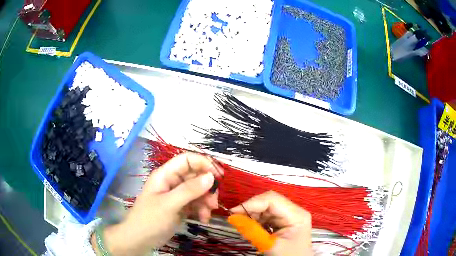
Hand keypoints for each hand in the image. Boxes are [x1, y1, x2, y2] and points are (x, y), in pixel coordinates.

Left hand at [92, 153, 222, 255]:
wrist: (140, 239)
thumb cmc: (150, 219)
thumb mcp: (169, 204)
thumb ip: (189, 190)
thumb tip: (211, 177)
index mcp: (165, 175)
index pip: (187, 160)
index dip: (204, 163)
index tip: (219, 175)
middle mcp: (172, 182)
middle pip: (196, 176)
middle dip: (207, 188)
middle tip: (214, 202)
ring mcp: (177, 195)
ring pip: (199, 191)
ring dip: (206, 201)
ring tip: (207, 214)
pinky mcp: (181, 207)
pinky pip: (196, 203)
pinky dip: (202, 210)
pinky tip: (203, 219)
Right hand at [231, 191, 312, 255]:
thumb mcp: (269, 245)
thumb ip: (251, 231)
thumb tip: (232, 217)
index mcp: (296, 214)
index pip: (272, 200)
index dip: (251, 203)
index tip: (233, 212)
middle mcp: (294, 211)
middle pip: (269, 202)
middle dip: (251, 210)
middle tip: (236, 220)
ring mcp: (289, 216)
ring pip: (266, 209)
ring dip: (252, 216)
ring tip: (243, 226)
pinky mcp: (283, 222)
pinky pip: (267, 217)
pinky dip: (256, 221)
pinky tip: (251, 229)